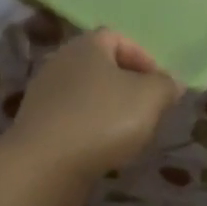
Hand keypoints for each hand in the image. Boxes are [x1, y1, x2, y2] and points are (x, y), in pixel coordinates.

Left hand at [0, 30, 181, 203]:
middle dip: (128, 87)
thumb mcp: (150, 98)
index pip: (120, 38)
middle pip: (103, 67)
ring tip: (127, 135)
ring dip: (109, 111)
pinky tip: (100, 151)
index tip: (159, 87)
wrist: (42, 166)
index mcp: (88, 44)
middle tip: (147, 111)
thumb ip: (166, 85)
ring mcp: (44, 93)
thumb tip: (171, 83)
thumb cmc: (101, 120)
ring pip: (87, 95)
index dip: (144, 59)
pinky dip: (89, 130)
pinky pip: (71, 119)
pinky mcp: (36, 124)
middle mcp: (62, 60)